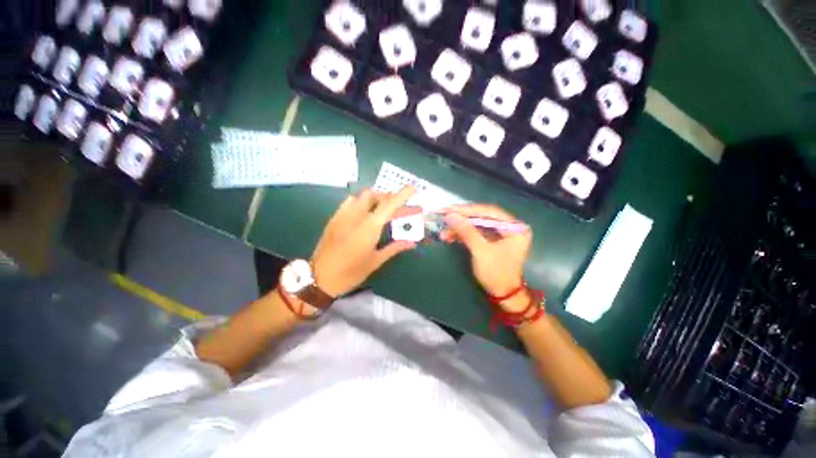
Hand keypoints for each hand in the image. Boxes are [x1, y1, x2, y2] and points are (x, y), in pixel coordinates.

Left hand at [310, 187, 418, 296]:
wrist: (319, 278)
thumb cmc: (351, 273)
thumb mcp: (375, 261)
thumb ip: (394, 248)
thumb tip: (412, 243)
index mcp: (369, 227)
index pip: (388, 205)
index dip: (402, 195)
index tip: (413, 188)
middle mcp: (356, 216)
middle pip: (375, 196)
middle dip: (389, 198)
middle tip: (400, 209)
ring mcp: (343, 215)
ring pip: (361, 197)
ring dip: (375, 199)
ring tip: (384, 210)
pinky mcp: (334, 218)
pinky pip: (350, 203)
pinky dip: (361, 203)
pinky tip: (365, 213)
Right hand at [441, 204, 531, 311]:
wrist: (503, 295)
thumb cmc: (496, 273)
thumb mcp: (481, 251)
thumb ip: (466, 231)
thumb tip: (450, 216)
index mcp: (514, 226)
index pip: (488, 211)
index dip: (467, 210)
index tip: (449, 209)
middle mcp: (509, 226)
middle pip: (481, 217)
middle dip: (461, 219)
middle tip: (443, 216)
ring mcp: (500, 233)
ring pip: (476, 225)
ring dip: (459, 228)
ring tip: (443, 232)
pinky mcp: (491, 240)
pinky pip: (475, 233)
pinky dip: (462, 235)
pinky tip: (449, 237)